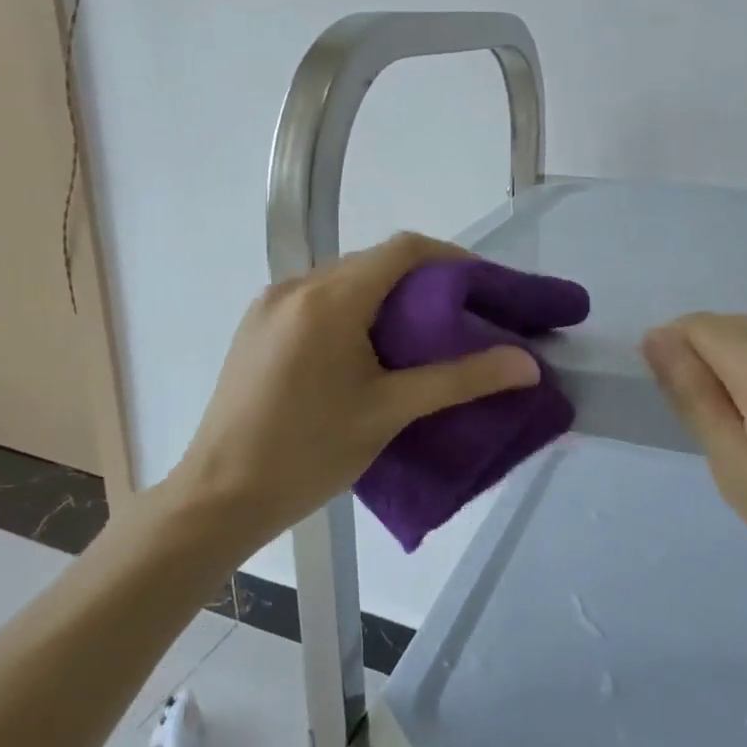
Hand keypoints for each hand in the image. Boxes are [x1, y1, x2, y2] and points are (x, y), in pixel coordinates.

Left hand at [165, 233, 539, 554]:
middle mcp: (296, 285)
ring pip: (344, 280)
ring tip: (420, 334)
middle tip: (461, 316)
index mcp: (328, 299)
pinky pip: (317, 299)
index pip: (402, 250)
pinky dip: (352, 309)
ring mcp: (270, 303)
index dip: (450, 258)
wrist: (219, 496)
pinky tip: (367, 348)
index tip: (483, 287)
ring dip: (386, 295)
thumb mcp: (389, 413)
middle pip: (373, 262)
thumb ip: (460, 380)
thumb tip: (527, 364)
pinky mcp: (257, 324)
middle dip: (422, 280)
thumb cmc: (308, 453)